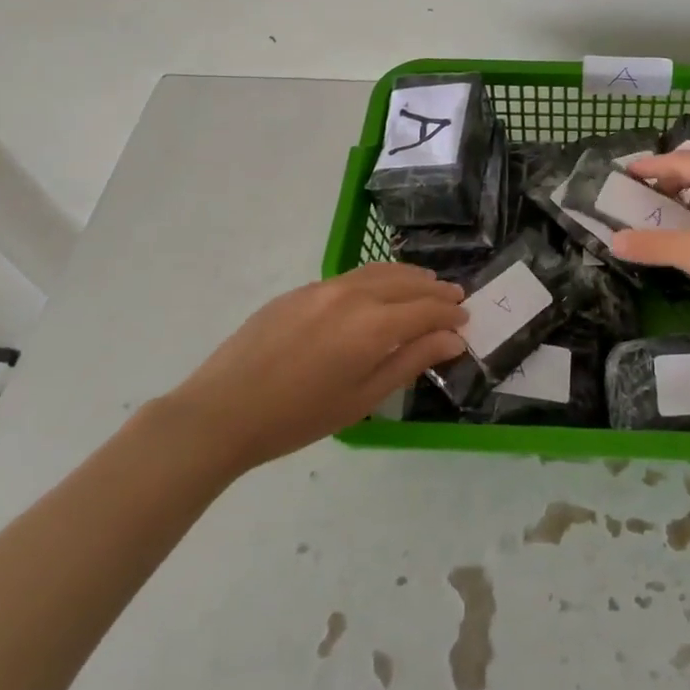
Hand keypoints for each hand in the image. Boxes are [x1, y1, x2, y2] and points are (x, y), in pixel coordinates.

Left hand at [161, 262, 466, 474]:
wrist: (223, 410)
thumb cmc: (299, 417)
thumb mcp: (363, 399)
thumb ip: (410, 362)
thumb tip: (452, 339)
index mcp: (373, 326)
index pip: (426, 311)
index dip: (450, 315)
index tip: (466, 320)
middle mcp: (354, 295)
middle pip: (407, 284)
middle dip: (436, 291)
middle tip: (456, 298)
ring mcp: (326, 287)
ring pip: (380, 272)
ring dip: (409, 277)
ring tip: (427, 285)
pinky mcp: (302, 289)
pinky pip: (352, 276)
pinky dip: (378, 278)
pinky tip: (380, 289)